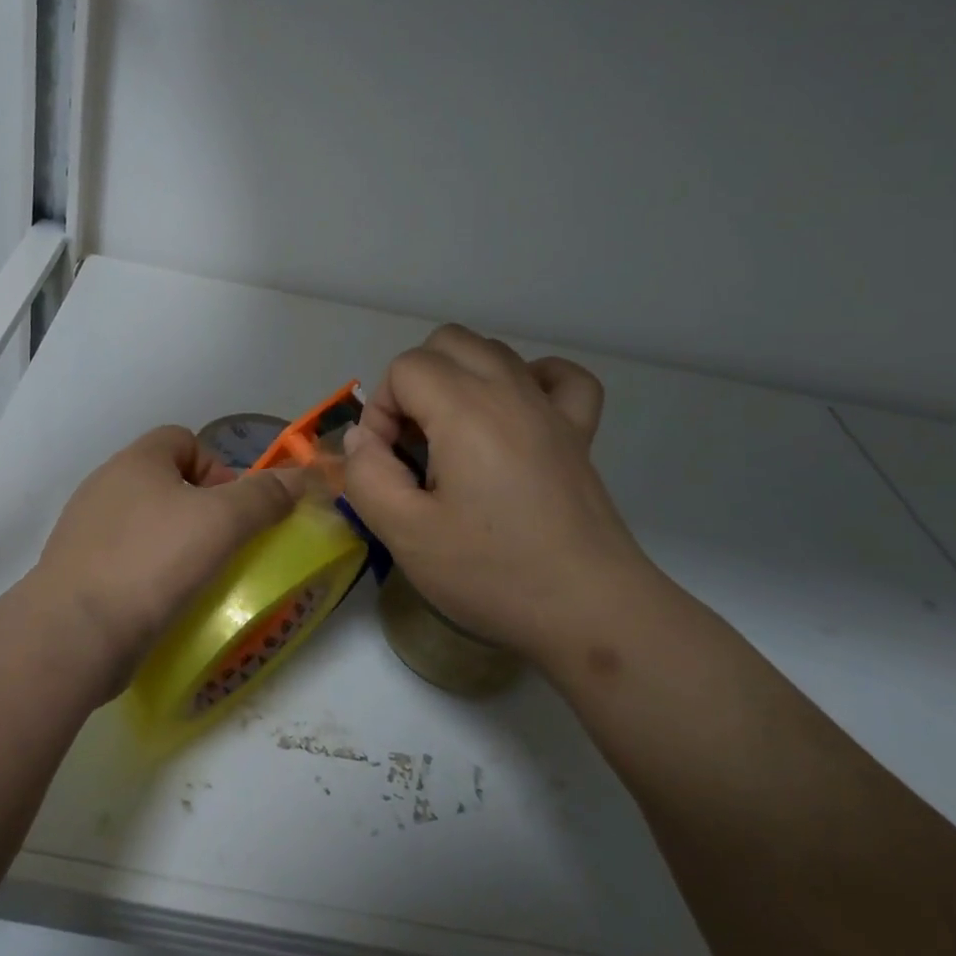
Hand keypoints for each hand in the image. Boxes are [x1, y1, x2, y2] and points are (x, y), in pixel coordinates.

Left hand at [32, 426, 304, 682]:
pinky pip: (126, 559)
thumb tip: (302, 478)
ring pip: (147, 523)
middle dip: (201, 510)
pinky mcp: (78, 571)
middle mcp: (105, 485)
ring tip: (198, 580)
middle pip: (167, 482)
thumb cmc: (152, 561)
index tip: (232, 510)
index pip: (184, 439)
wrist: (74, 633)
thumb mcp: (222, 522)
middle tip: (222, 547)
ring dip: (177, 544)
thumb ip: (265, 496)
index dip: (216, 466)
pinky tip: (165, 603)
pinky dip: (150, 573)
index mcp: (135, 461)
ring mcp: (86, 529)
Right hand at [341, 325, 651, 660]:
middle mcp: (510, 392)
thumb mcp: (405, 534)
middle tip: (412, 444)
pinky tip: (514, 413)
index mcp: (466, 410)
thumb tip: (364, 438)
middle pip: (446, 342)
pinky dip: (529, 380)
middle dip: (414, 383)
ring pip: (493, 351)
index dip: (381, 410)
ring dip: (459, 379)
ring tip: (452, 438)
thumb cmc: (493, 573)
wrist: (591, 612)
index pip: (405, 368)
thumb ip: (366, 475)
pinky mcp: (579, 433)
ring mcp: (551, 409)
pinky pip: (557, 377)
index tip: (388, 463)